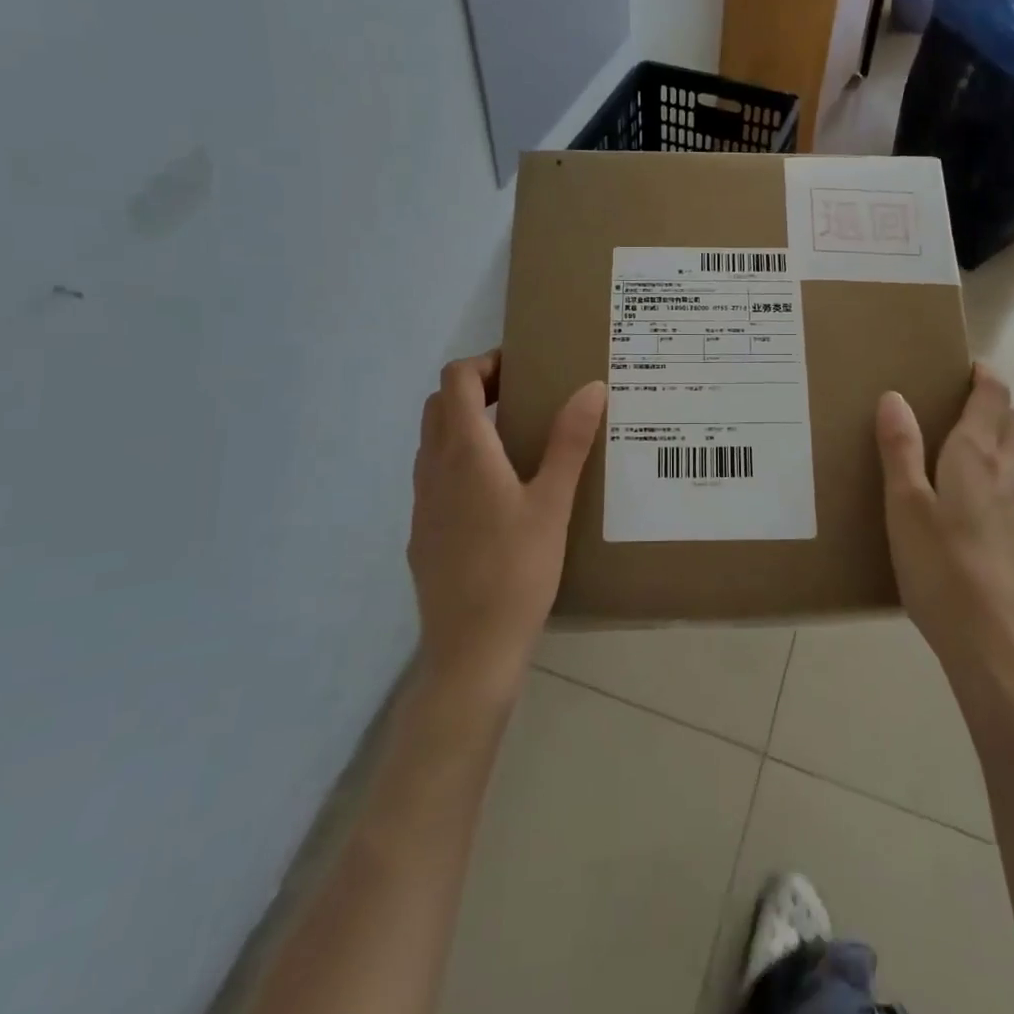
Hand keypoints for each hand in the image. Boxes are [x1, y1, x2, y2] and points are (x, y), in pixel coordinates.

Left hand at [408, 350, 606, 699]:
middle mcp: (434, 468)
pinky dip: (459, 460)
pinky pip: (434, 475)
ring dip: (465, 424)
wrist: (471, 650)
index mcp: (465, 452)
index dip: (485, 363)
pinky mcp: (423, 532)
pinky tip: (497, 493)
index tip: (523, 369)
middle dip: (476, 388)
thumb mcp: (554, 502)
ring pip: (433, 440)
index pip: (457, 379)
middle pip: (439, 404)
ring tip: (514, 440)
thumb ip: (570, 441)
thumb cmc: (518, 570)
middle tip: (522, 398)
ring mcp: (422, 502)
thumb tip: (591, 387)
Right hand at [874, 368, 1013, 692]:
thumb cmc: (942, 568)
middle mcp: (1012, 473)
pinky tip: (975, 516)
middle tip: (954, 409)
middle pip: (1013, 422)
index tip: (966, 366)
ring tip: (961, 459)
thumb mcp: (904, 505)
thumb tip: (895, 396)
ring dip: (998, 445)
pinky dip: (1002, 485)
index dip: (984, 374)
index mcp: (978, 455)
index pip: (994, 395)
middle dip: (991, 406)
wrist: (998, 647)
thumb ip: (899, 448)